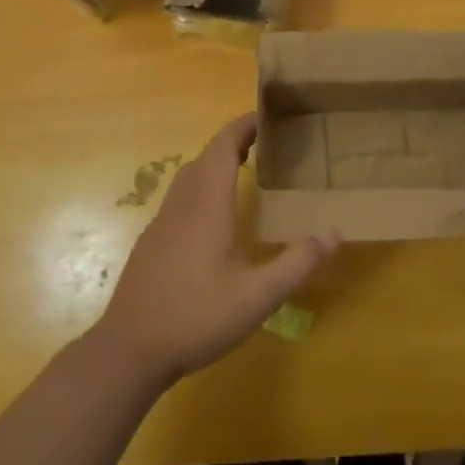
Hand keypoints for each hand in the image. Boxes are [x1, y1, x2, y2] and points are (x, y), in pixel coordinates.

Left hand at [94, 114, 337, 387]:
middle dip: (234, 142)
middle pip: (206, 157)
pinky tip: (215, 217)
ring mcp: (162, 222)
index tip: (266, 115)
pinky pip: (180, 197)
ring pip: (189, 177)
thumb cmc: (196, 317)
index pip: (223, 146)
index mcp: (207, 205)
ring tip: (245, 171)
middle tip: (267, 143)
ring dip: (215, 164)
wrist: (130, 349)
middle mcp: (182, 204)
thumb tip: (334, 232)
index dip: (243, 125)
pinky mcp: (152, 241)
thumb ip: (296, 263)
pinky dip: (202, 187)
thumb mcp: (257, 297)